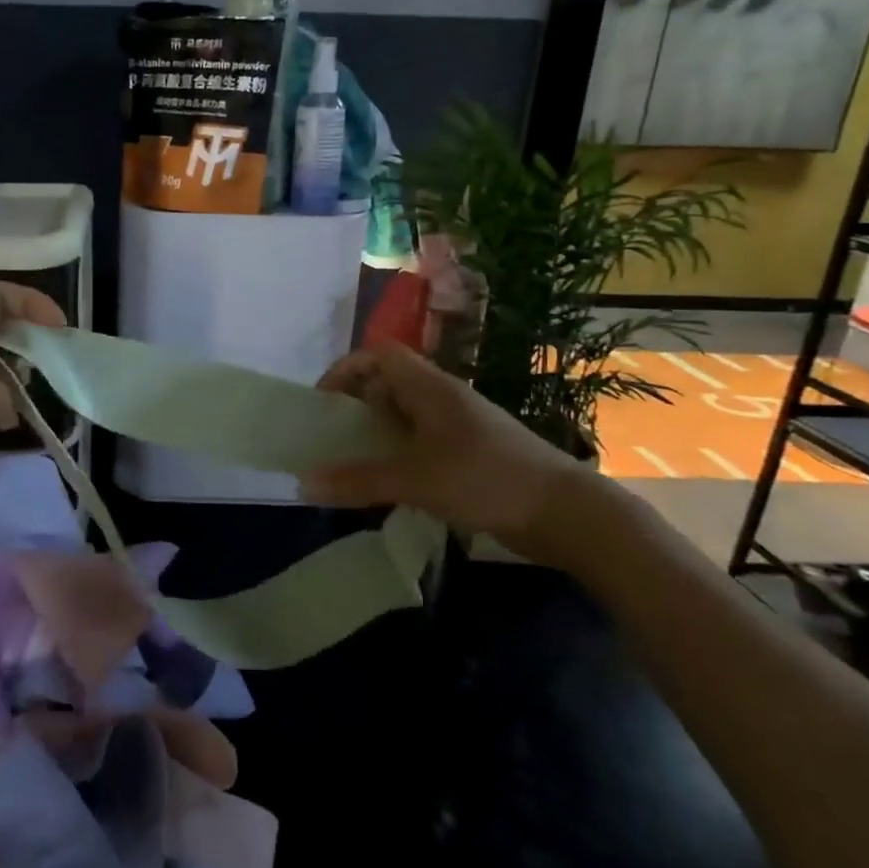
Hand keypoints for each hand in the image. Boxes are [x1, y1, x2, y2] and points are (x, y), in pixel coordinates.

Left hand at [0, 282, 66, 495]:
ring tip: (49, 394)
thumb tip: (14, 414)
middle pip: (2, 334)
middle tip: (59, 365)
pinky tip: (27, 420)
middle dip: (31, 345)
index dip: (29, 304)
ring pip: (0, 373)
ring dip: (23, 382)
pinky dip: (8, 412)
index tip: (59, 327)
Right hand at [301, 343, 585, 545]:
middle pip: (389, 383)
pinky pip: (421, 442)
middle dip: (356, 404)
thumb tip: (302, 482)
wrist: (566, 512)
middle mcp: (443, 398)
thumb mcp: (415, 480)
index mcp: (431, 388)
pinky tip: (390, 482)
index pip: (380, 355)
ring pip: (406, 415)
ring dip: (376, 432)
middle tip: (332, 436)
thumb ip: (358, 480)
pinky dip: (398, 453)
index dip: (346, 369)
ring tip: (352, 461)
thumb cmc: (487, 479)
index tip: (323, 402)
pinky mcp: (470, 453)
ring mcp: (459, 426)